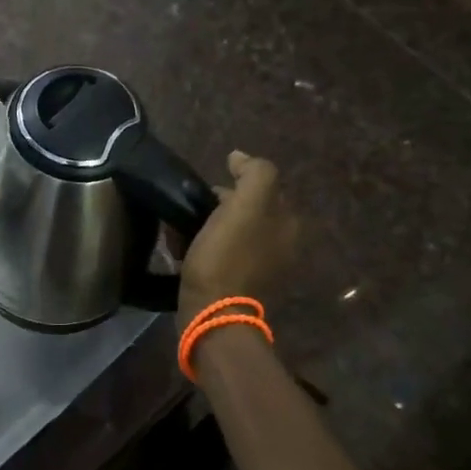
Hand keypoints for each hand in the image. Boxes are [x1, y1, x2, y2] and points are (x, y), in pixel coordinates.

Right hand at [177, 151, 299, 321]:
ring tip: (181, 231)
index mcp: (289, 224)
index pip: (262, 187)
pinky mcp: (241, 285)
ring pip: (232, 231)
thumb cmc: (227, 256)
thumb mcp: (245, 205)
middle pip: (246, 210)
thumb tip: (240, 157)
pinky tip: (186, 252)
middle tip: (190, 210)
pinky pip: (223, 254)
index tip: (205, 193)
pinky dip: (206, 248)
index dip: (233, 183)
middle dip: (218, 205)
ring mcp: (263, 268)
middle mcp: (283, 245)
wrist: (212, 312)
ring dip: (208, 226)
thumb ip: (254, 173)